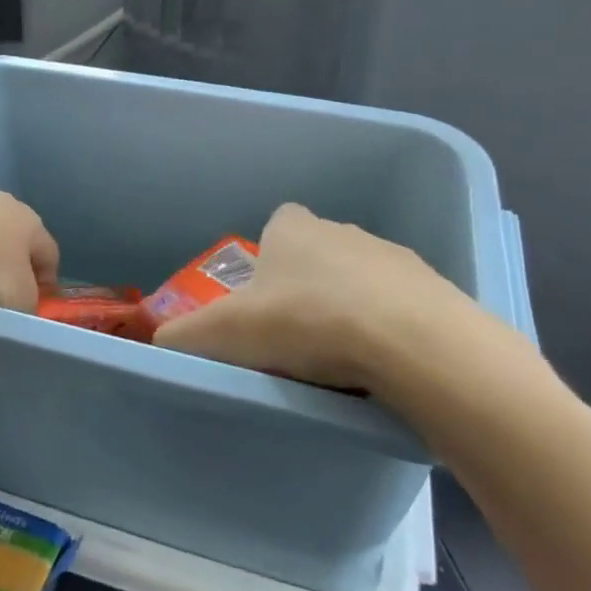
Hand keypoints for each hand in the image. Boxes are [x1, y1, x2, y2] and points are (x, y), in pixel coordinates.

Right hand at [152, 203, 532, 419]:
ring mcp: (392, 256)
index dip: (267, 259)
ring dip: (350, 307)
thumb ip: (184, 335)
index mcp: (292, 228)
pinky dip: (389, 328)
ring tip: (341, 359)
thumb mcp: (225, 334)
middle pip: (317, 253)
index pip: (276, 225)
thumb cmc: (305, 322)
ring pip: (361, 278)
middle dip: (307, 286)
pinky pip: (400, 305)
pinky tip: (382, 365)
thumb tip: (156, 342)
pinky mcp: (433, 289)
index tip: (264, 299)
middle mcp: (342, 230)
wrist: (410, 342)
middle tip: (296, 336)